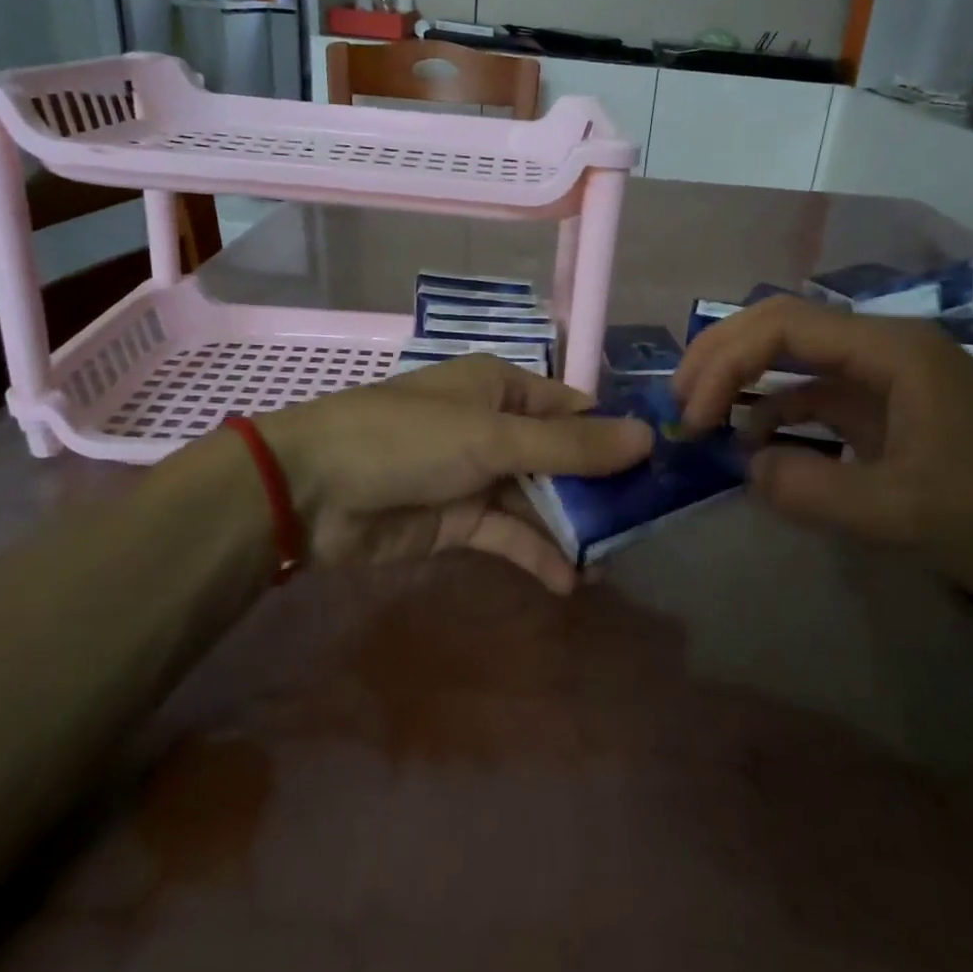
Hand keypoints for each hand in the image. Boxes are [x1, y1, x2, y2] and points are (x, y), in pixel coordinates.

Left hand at [254, 355, 651, 593]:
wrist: (313, 491)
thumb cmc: (408, 441)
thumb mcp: (492, 438)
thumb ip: (570, 446)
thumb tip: (647, 436)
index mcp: (503, 390)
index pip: (575, 410)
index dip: (616, 438)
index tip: (660, 472)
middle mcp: (496, 429)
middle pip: (563, 459)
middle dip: (600, 492)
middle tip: (644, 529)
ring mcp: (477, 477)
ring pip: (540, 501)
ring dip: (573, 529)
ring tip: (614, 564)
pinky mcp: (459, 522)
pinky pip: (510, 534)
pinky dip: (537, 554)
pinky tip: (569, 581)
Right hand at [672, 296, 972, 614]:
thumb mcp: (901, 512)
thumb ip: (811, 490)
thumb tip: (744, 467)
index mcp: (891, 350)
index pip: (783, 327)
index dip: (725, 362)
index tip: (693, 416)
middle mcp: (884, 350)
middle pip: (783, 327)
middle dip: (723, 357)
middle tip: (680, 402)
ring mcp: (888, 382)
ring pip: (796, 361)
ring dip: (745, 381)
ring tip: (700, 417)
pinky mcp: (890, 416)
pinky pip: (816, 400)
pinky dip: (776, 415)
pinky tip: (752, 444)